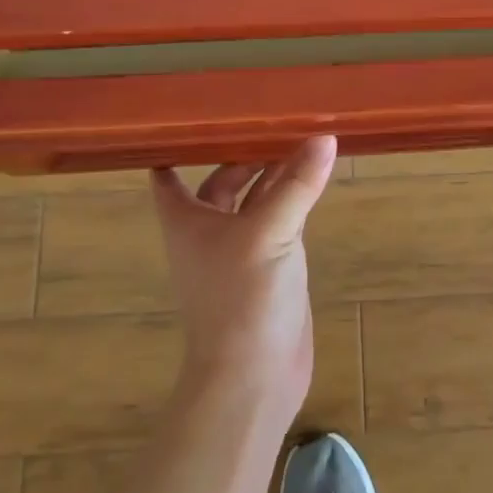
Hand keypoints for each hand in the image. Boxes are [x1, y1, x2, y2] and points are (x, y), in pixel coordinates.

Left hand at [149, 135, 337, 412]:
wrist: (254, 378)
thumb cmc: (242, 300)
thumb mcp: (268, 234)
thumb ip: (296, 185)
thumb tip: (324, 137)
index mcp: (188, 220)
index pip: (168, 175)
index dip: (175, 146)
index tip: (193, 114)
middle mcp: (209, 230)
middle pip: (222, 179)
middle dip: (243, 151)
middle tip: (273, 116)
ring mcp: (242, 248)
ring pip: (256, 198)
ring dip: (274, 173)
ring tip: (301, 136)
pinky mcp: (272, 266)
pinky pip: (280, 219)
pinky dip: (293, 198)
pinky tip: (313, 178)